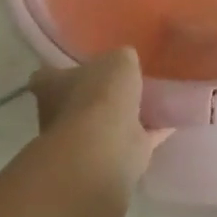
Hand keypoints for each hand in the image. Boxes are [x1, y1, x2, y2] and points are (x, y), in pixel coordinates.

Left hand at [28, 48, 159, 187]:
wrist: (106, 146)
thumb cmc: (100, 95)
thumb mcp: (119, 59)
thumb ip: (121, 59)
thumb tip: (125, 62)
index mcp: (51, 87)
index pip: (47, 76)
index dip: (62, 70)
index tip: (82, 64)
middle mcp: (60, 115)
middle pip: (78, 101)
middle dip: (98, 94)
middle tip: (126, 81)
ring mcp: (83, 140)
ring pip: (106, 122)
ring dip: (125, 115)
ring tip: (153, 98)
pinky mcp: (111, 157)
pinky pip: (135, 138)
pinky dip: (151, 131)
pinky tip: (170, 119)